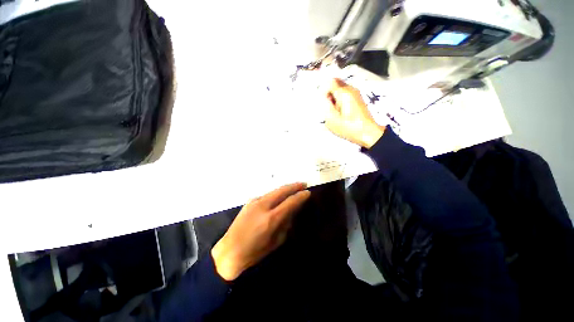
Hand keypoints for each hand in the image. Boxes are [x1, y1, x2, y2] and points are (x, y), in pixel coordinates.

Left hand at [211, 183, 310, 280]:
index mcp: (271, 218)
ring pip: (272, 192)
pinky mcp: (247, 204)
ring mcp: (253, 203)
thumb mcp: (276, 242)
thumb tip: (291, 214)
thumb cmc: (255, 252)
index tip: (308, 192)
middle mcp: (262, 206)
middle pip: (281, 191)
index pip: (290, 202)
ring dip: (283, 189)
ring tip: (292, 188)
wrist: (231, 250)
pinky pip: (264, 196)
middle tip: (303, 184)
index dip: (301, 196)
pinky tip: (277, 197)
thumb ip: (285, 226)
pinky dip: (273, 194)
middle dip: (293, 186)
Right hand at [323, 78, 384, 147]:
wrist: (368, 133)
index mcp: (343, 93)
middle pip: (336, 82)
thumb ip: (325, 106)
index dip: (324, 90)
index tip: (324, 100)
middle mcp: (351, 90)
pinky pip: (347, 93)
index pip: (330, 82)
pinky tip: (343, 111)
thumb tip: (323, 98)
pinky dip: (342, 98)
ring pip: (341, 87)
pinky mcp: (359, 98)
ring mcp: (356, 93)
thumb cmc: (351, 128)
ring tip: (337, 109)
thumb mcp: (331, 120)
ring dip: (336, 95)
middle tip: (330, 104)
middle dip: (330, 91)